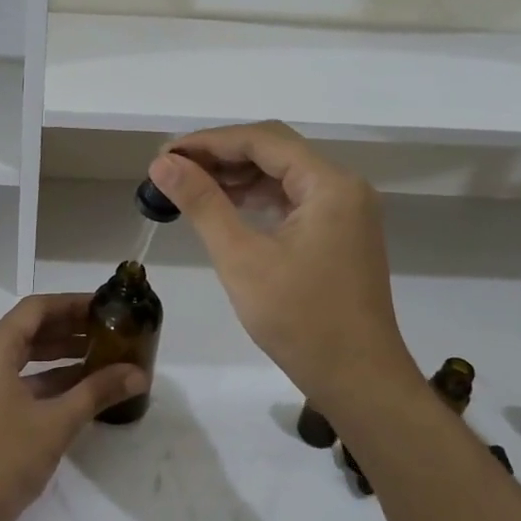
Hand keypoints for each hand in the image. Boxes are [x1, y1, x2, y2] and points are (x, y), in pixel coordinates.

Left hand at [0, 295, 147, 520]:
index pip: (36, 309)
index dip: (72, 304)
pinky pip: (13, 378)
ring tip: (101, 357)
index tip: (105, 307)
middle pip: (28, 329)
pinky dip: (43, 379)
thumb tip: (139, 374)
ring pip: (22, 356)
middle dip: (69, 329)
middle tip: (109, 331)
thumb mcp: (57, 423)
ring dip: (59, 355)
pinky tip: (76, 388)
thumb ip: (97, 391)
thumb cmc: (4, 459)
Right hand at [148, 122, 417, 403]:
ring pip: (282, 175)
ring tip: (188, 185)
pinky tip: (223, 207)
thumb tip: (162, 163)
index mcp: (329, 184)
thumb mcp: (242, 257)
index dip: (209, 141)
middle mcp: (343, 187)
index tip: (165, 154)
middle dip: (221, 155)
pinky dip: (255, 199)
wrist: (358, 380)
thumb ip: (202, 203)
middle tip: (171, 169)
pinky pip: (292, 200)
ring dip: (236, 176)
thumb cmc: (300, 319)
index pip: (262, 140)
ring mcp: (344, 211)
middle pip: (274, 151)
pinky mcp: (339, 234)